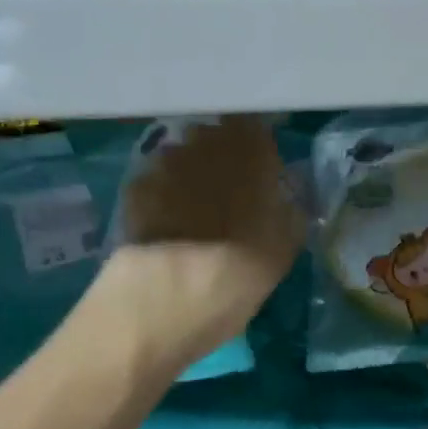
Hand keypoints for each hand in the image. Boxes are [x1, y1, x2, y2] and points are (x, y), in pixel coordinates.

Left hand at [101, 115, 303, 364]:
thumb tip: (293, 198)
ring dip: (190, 171)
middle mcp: (206, 146)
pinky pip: (155, 178)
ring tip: (193, 206)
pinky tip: (163, 221)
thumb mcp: (282, 254)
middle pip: (215, 136)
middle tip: (229, 188)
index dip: (257, 144)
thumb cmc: (235, 278)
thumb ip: (292, 215)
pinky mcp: (134, 188)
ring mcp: (165, 164)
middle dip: (222, 155)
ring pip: (183, 154)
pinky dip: (161, 192)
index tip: (262, 167)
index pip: (256, 128)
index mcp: (251, 156)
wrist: (161, 301)